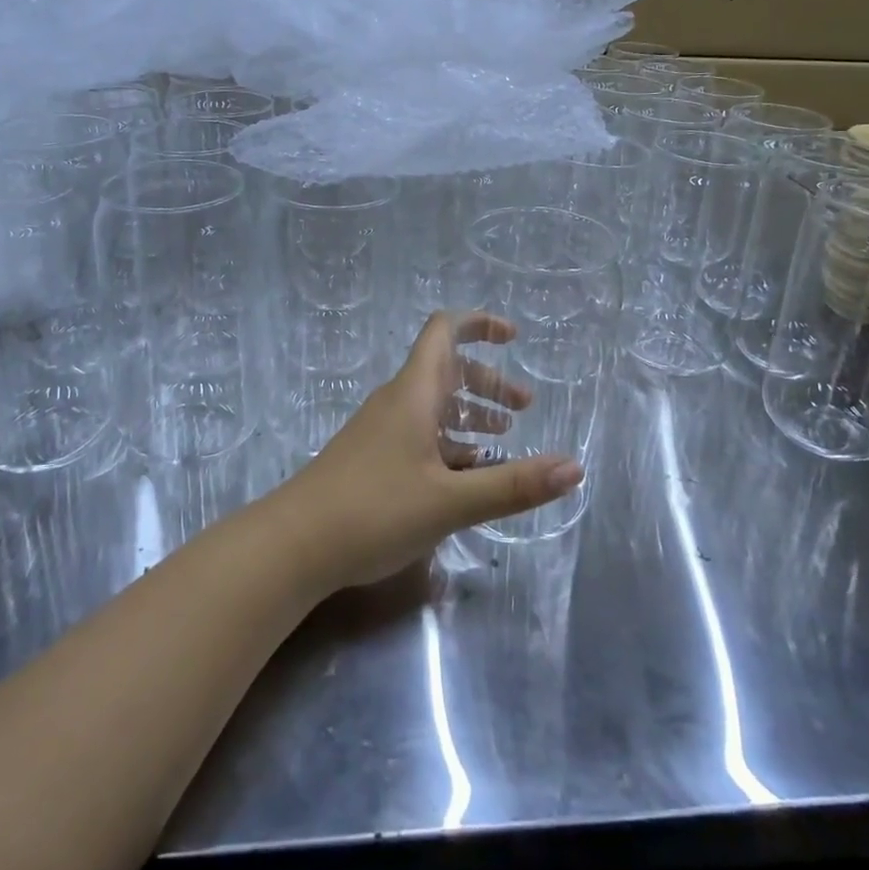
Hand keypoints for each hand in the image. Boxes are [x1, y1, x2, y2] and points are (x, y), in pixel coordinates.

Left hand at [270, 311, 582, 591]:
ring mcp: (382, 430)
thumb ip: (513, 485)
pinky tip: (466, 474)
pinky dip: (450, 443)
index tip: (514, 338)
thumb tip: (575, 467)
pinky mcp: (373, 459)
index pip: (444, 331)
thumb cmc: (373, 510)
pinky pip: (420, 435)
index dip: (480, 324)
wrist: (294, 545)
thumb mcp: (450, 501)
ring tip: (504, 438)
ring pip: (434, 406)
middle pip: (447, 370)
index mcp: (415, 393)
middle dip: (488, 382)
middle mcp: (398, 402)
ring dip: (470, 414)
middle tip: (524, 407)